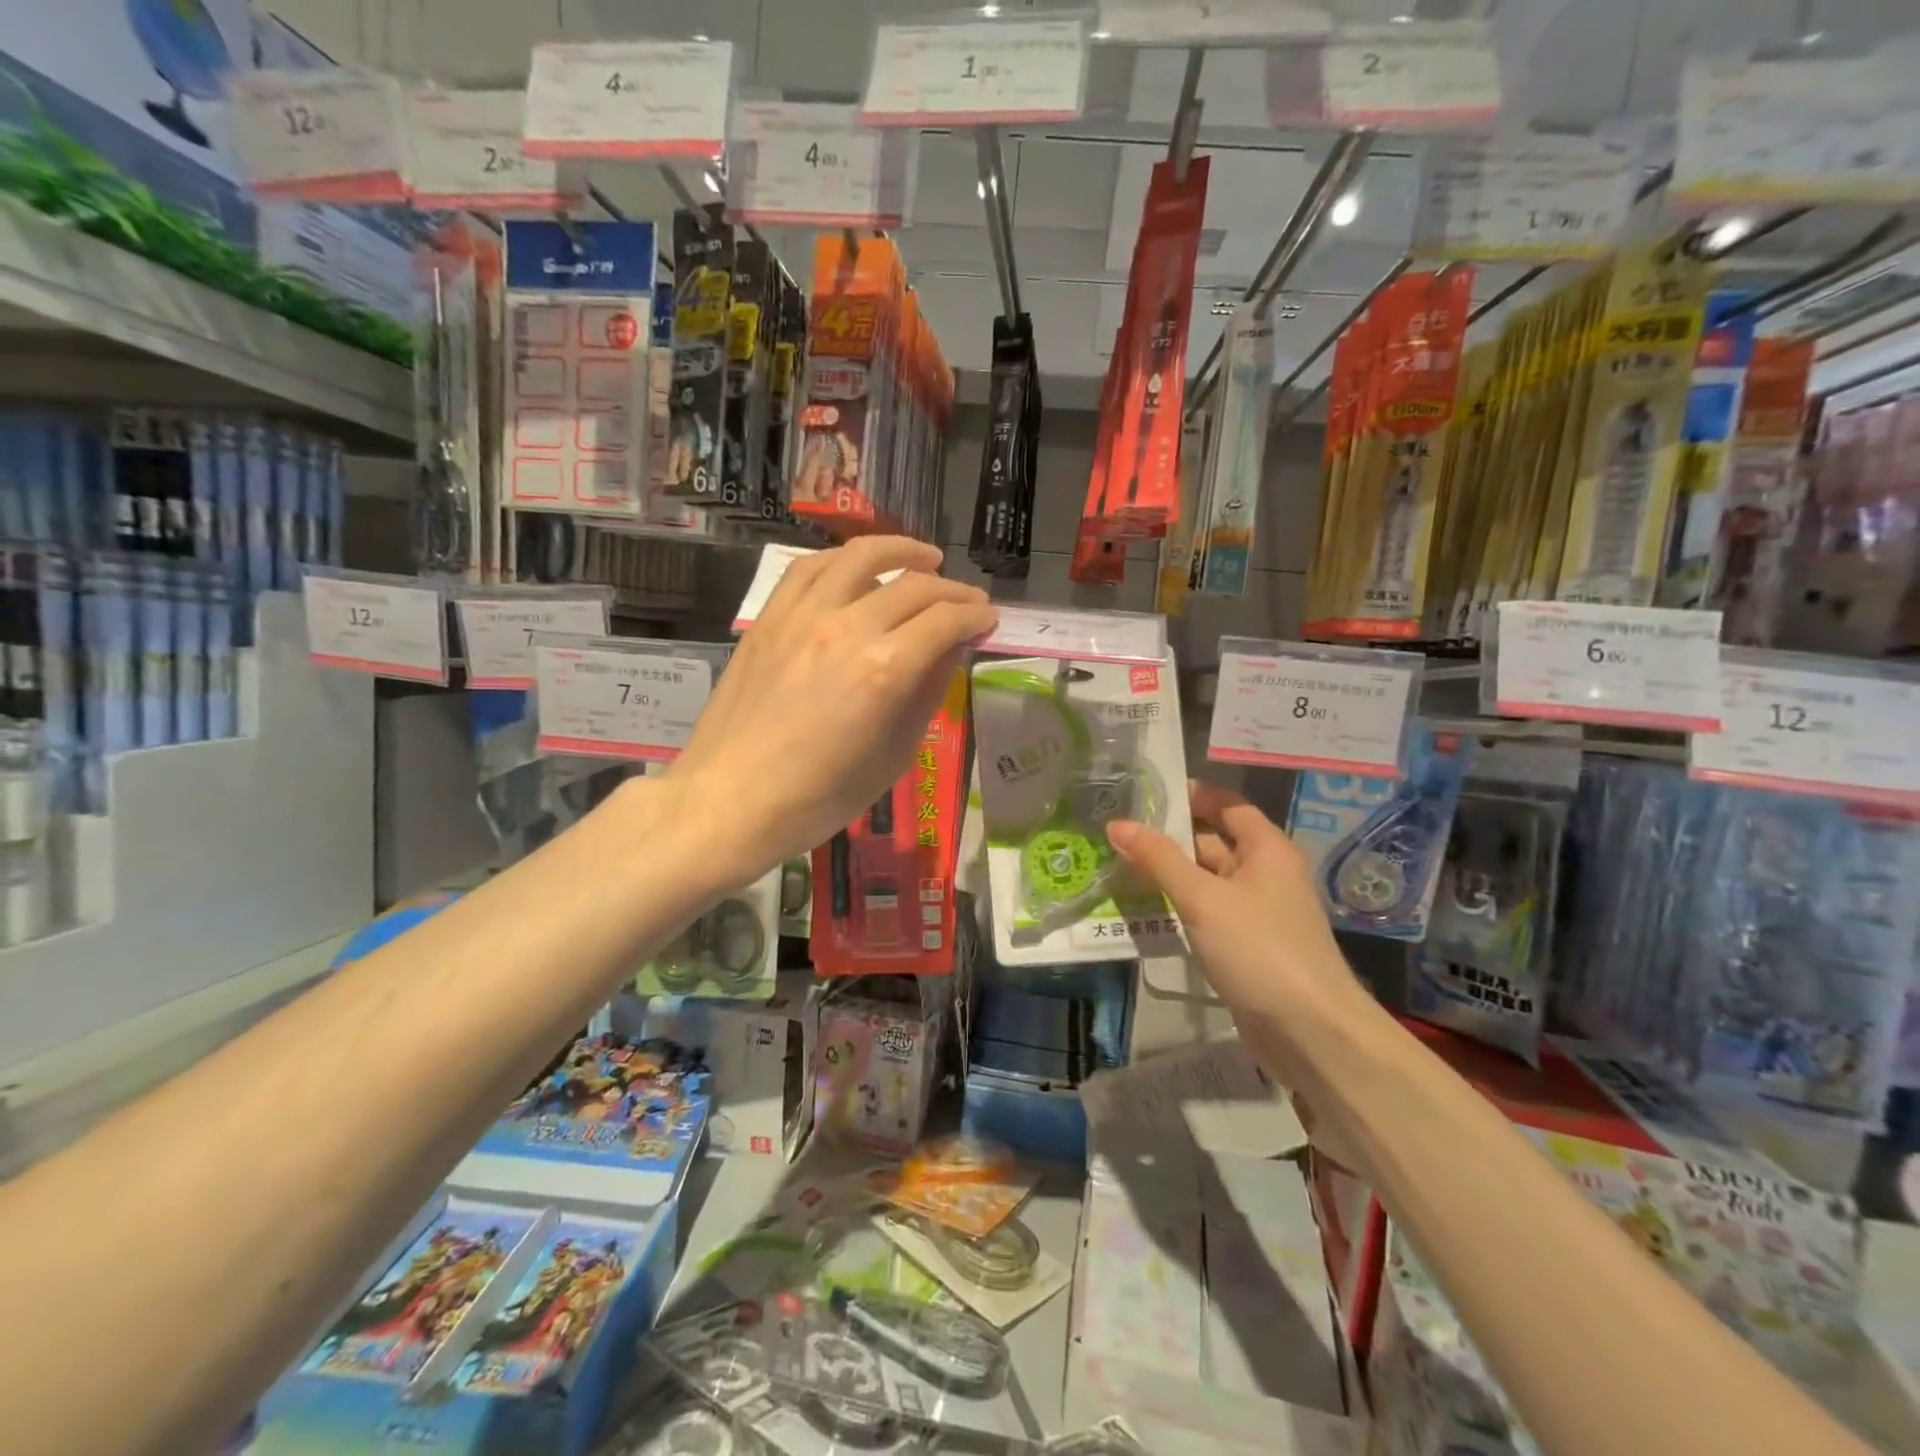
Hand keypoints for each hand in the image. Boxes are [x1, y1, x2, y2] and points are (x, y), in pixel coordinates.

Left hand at [667, 537, 995, 885]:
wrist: (731, 800)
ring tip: (926, 558)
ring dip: (902, 551)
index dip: (975, 616)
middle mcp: (847, 628)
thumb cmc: (819, 797)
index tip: (988, 620)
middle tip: (969, 601)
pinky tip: (858, 566)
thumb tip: (951, 649)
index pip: (945, 621)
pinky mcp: (770, 618)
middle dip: (953, 590)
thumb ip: (927, 694)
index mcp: (885, 670)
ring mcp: (802, 616)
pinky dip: (844, 559)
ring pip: (860, 557)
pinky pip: (809, 568)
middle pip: (913, 586)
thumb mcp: (893, 756)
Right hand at [1106, 782, 1376, 1076]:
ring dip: (1170, 873)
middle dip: (1170, 836)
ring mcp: (1257, 911)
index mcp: (1267, 849)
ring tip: (1118, 863)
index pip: (1228, 804)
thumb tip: (1118, 824)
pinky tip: (1144, 907)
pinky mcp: (1248, 945)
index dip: (1192, 794)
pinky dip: (1180, 905)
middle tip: (1117, 829)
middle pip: (1214, 841)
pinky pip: (1208, 912)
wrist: (1310, 1032)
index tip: (1146, 790)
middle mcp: (1266, 873)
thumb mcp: (1203, 898)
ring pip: (1207, 880)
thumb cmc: (1260, 949)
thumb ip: (1159, 859)